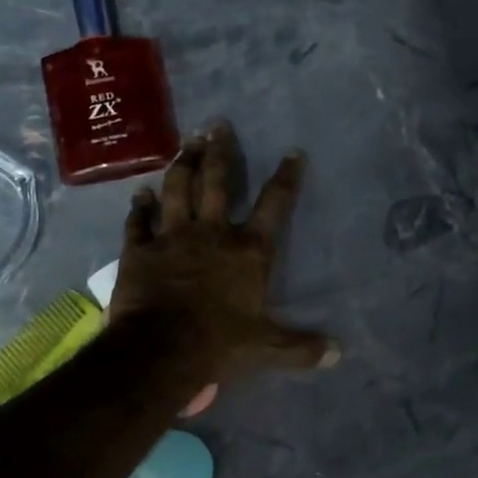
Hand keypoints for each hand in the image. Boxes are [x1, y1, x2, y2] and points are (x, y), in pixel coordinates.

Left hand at [110, 121, 339, 388]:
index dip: (286, 177)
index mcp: (248, 251)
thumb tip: (338, 353)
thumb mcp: (267, 348)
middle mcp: (212, 233)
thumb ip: (302, 347)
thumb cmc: (219, 345)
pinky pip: (138, 222)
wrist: (160, 351)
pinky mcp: (139, 250)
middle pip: (218, 182)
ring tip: (187, 143)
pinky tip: (140, 193)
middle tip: (218, 124)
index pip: (274, 205)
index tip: (292, 152)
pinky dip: (139, 207)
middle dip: (221, 151)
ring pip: (178, 190)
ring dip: (183, 164)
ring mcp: (172, 237)